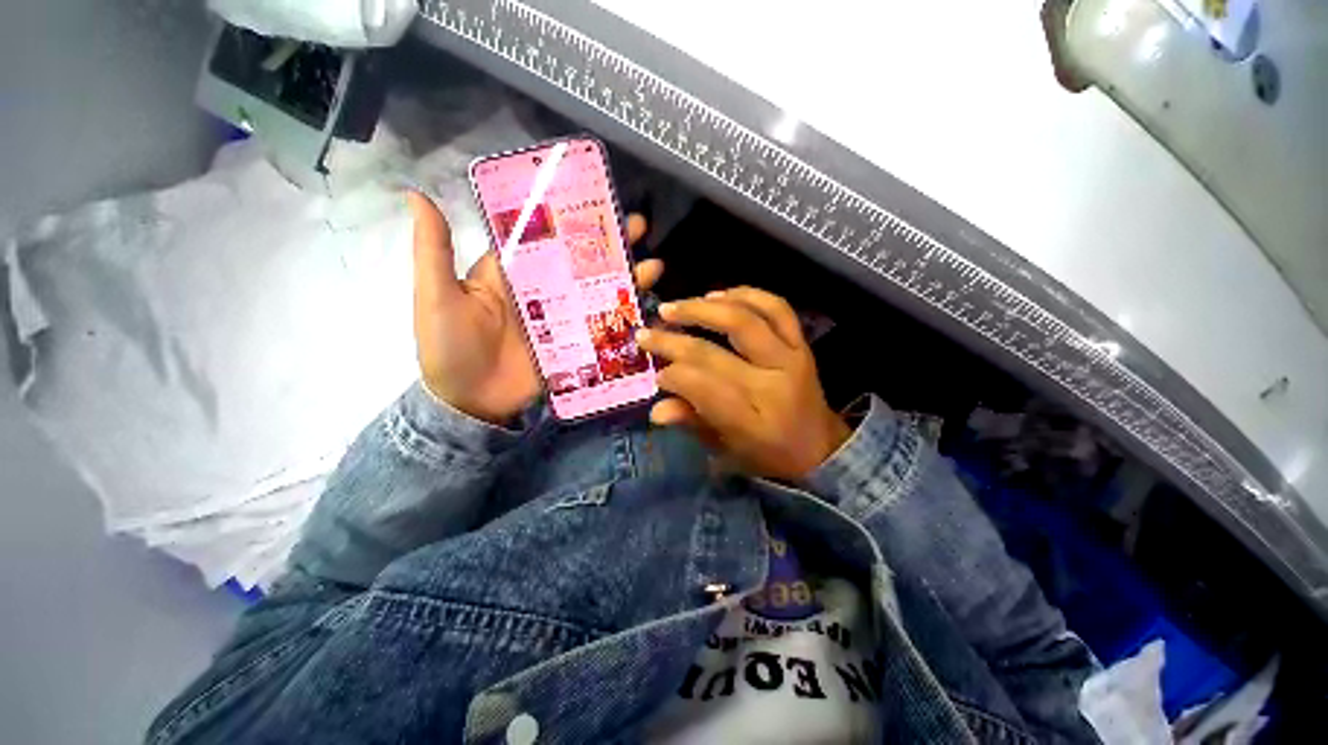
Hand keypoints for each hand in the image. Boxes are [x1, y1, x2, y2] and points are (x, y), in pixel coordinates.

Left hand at [411, 192, 660, 424]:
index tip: (597, 198)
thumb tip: (417, 193)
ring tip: (654, 266)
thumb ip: (434, 250)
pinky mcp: (575, 345)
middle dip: (610, 243)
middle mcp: (543, 291)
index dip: (570, 217)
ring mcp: (562, 319)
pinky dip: (624, 317)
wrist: (469, 404)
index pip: (546, 236)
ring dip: (625, 278)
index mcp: (513, 272)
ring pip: (598, 291)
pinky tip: (647, 307)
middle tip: (640, 227)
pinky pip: (602, 326)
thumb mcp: (437, 296)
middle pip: (581, 261)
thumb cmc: (447, 347)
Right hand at [635, 287, 851, 479]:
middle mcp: (773, 386)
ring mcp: (791, 359)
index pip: (705, 389)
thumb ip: (693, 424)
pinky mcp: (802, 344)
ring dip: (703, 309)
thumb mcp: (726, 452)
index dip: (674, 376)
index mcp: (754, 423)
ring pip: (745, 319)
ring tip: (673, 307)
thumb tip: (656, 409)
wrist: (821, 448)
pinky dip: (745, 295)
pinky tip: (716, 295)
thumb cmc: (768, 455)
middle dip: (674, 341)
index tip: (655, 371)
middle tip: (646, 333)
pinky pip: (776, 307)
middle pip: (716, 353)